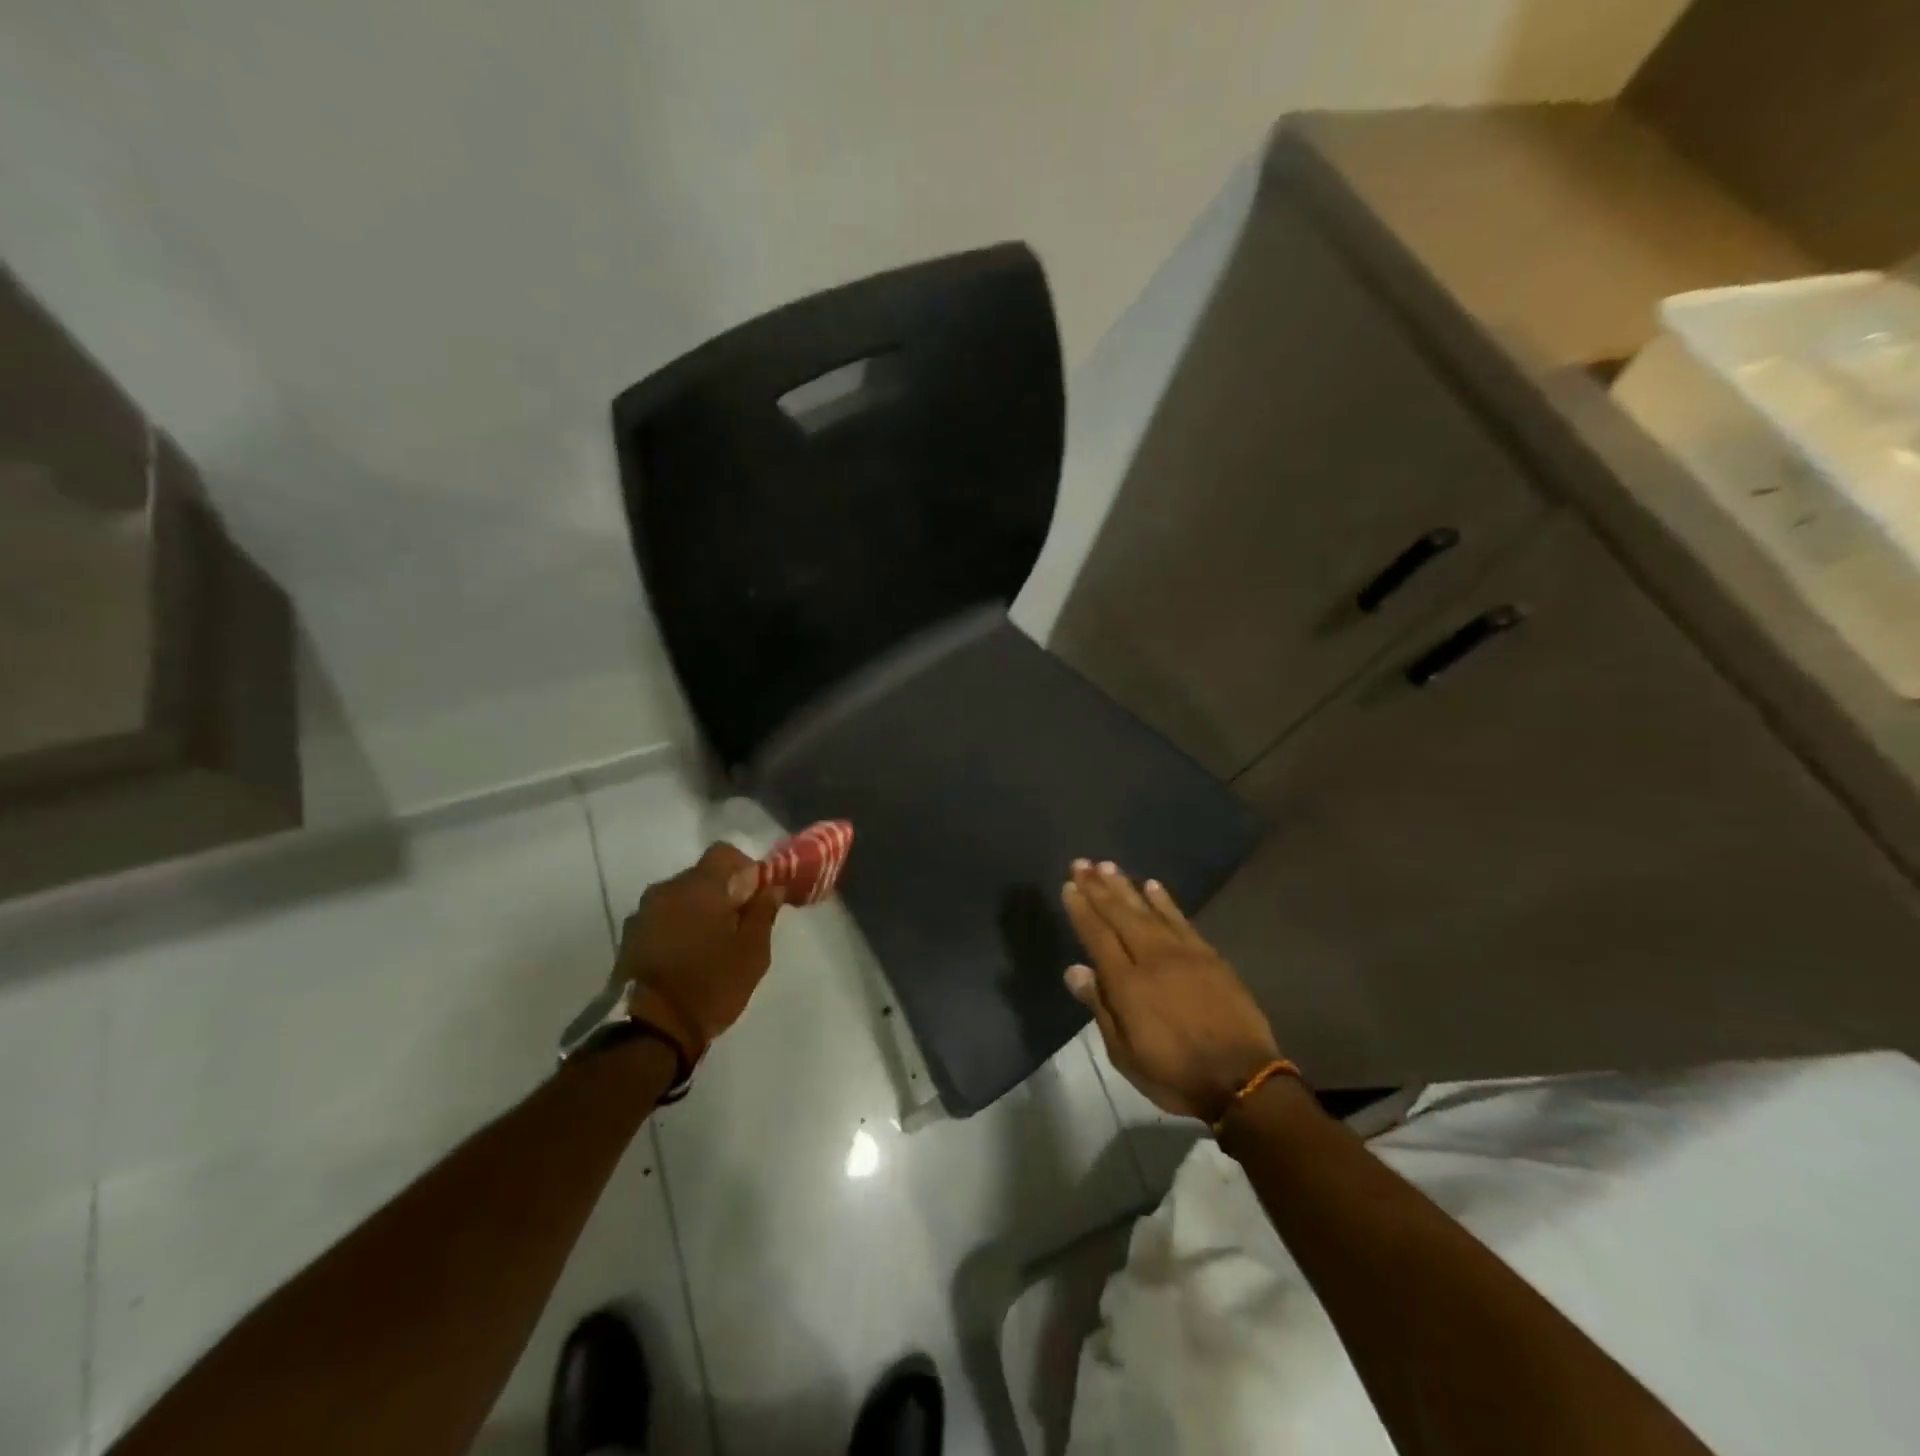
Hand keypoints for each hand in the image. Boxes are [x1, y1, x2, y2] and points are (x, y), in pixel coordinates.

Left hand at [616, 842, 784, 1055]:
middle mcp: (665, 890)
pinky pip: (662, 920)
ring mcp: (642, 915)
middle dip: (723, 893)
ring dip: (698, 912)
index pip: (724, 853)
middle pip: (701, 876)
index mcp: (698, 886)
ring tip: (712, 946)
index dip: (745, 867)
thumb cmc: (710, 984)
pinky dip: (678, 929)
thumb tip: (771, 888)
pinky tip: (688, 959)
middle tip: (739, 925)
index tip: (756, 895)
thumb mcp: (752, 952)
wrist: (649, 1030)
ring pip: (680, 899)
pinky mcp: (629, 939)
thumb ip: (763, 912)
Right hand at [1062, 859, 1281, 1121]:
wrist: (1242, 1080)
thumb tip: (1074, 969)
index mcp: (1127, 984)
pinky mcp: (1209, 955)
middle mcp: (1152, 958)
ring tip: (1108, 865)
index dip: (1082, 909)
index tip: (1069, 885)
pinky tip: (1152, 885)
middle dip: (1098, 887)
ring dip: (1126, 886)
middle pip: (1120, 914)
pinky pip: (1181, 919)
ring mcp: (1184, 953)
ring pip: (1148, 910)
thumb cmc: (1175, 1074)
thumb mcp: (1125, 1054)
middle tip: (1082, 862)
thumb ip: (1100, 1007)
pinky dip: (1165, 900)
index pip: (1097, 935)